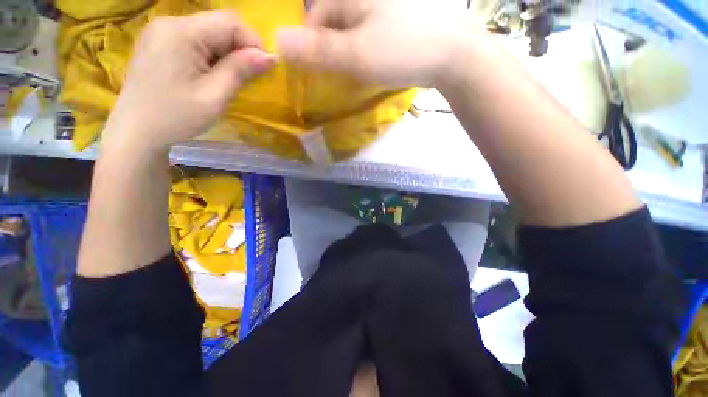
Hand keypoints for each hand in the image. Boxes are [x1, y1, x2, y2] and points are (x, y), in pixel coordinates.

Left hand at [103, 11, 276, 153]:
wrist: (136, 132)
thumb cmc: (176, 117)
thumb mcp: (214, 96)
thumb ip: (240, 71)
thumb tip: (270, 57)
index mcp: (181, 32)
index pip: (230, 22)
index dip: (254, 43)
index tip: (264, 69)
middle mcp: (170, 22)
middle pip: (219, 24)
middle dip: (241, 48)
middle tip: (249, 77)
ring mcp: (162, 30)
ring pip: (209, 31)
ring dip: (227, 53)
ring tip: (229, 79)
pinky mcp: (160, 41)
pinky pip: (195, 39)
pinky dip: (212, 54)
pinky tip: (211, 74)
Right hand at [277, 0, 475, 87]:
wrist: (452, 55)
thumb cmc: (402, 51)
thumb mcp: (355, 54)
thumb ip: (318, 51)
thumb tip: (277, 43)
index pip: (315, 18)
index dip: (309, 44)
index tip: (312, 71)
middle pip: (334, 24)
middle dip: (328, 50)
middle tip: (332, 76)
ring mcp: (384, 12)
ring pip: (352, 31)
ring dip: (346, 53)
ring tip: (350, 73)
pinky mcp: (397, 25)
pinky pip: (370, 37)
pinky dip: (364, 52)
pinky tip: (370, 65)